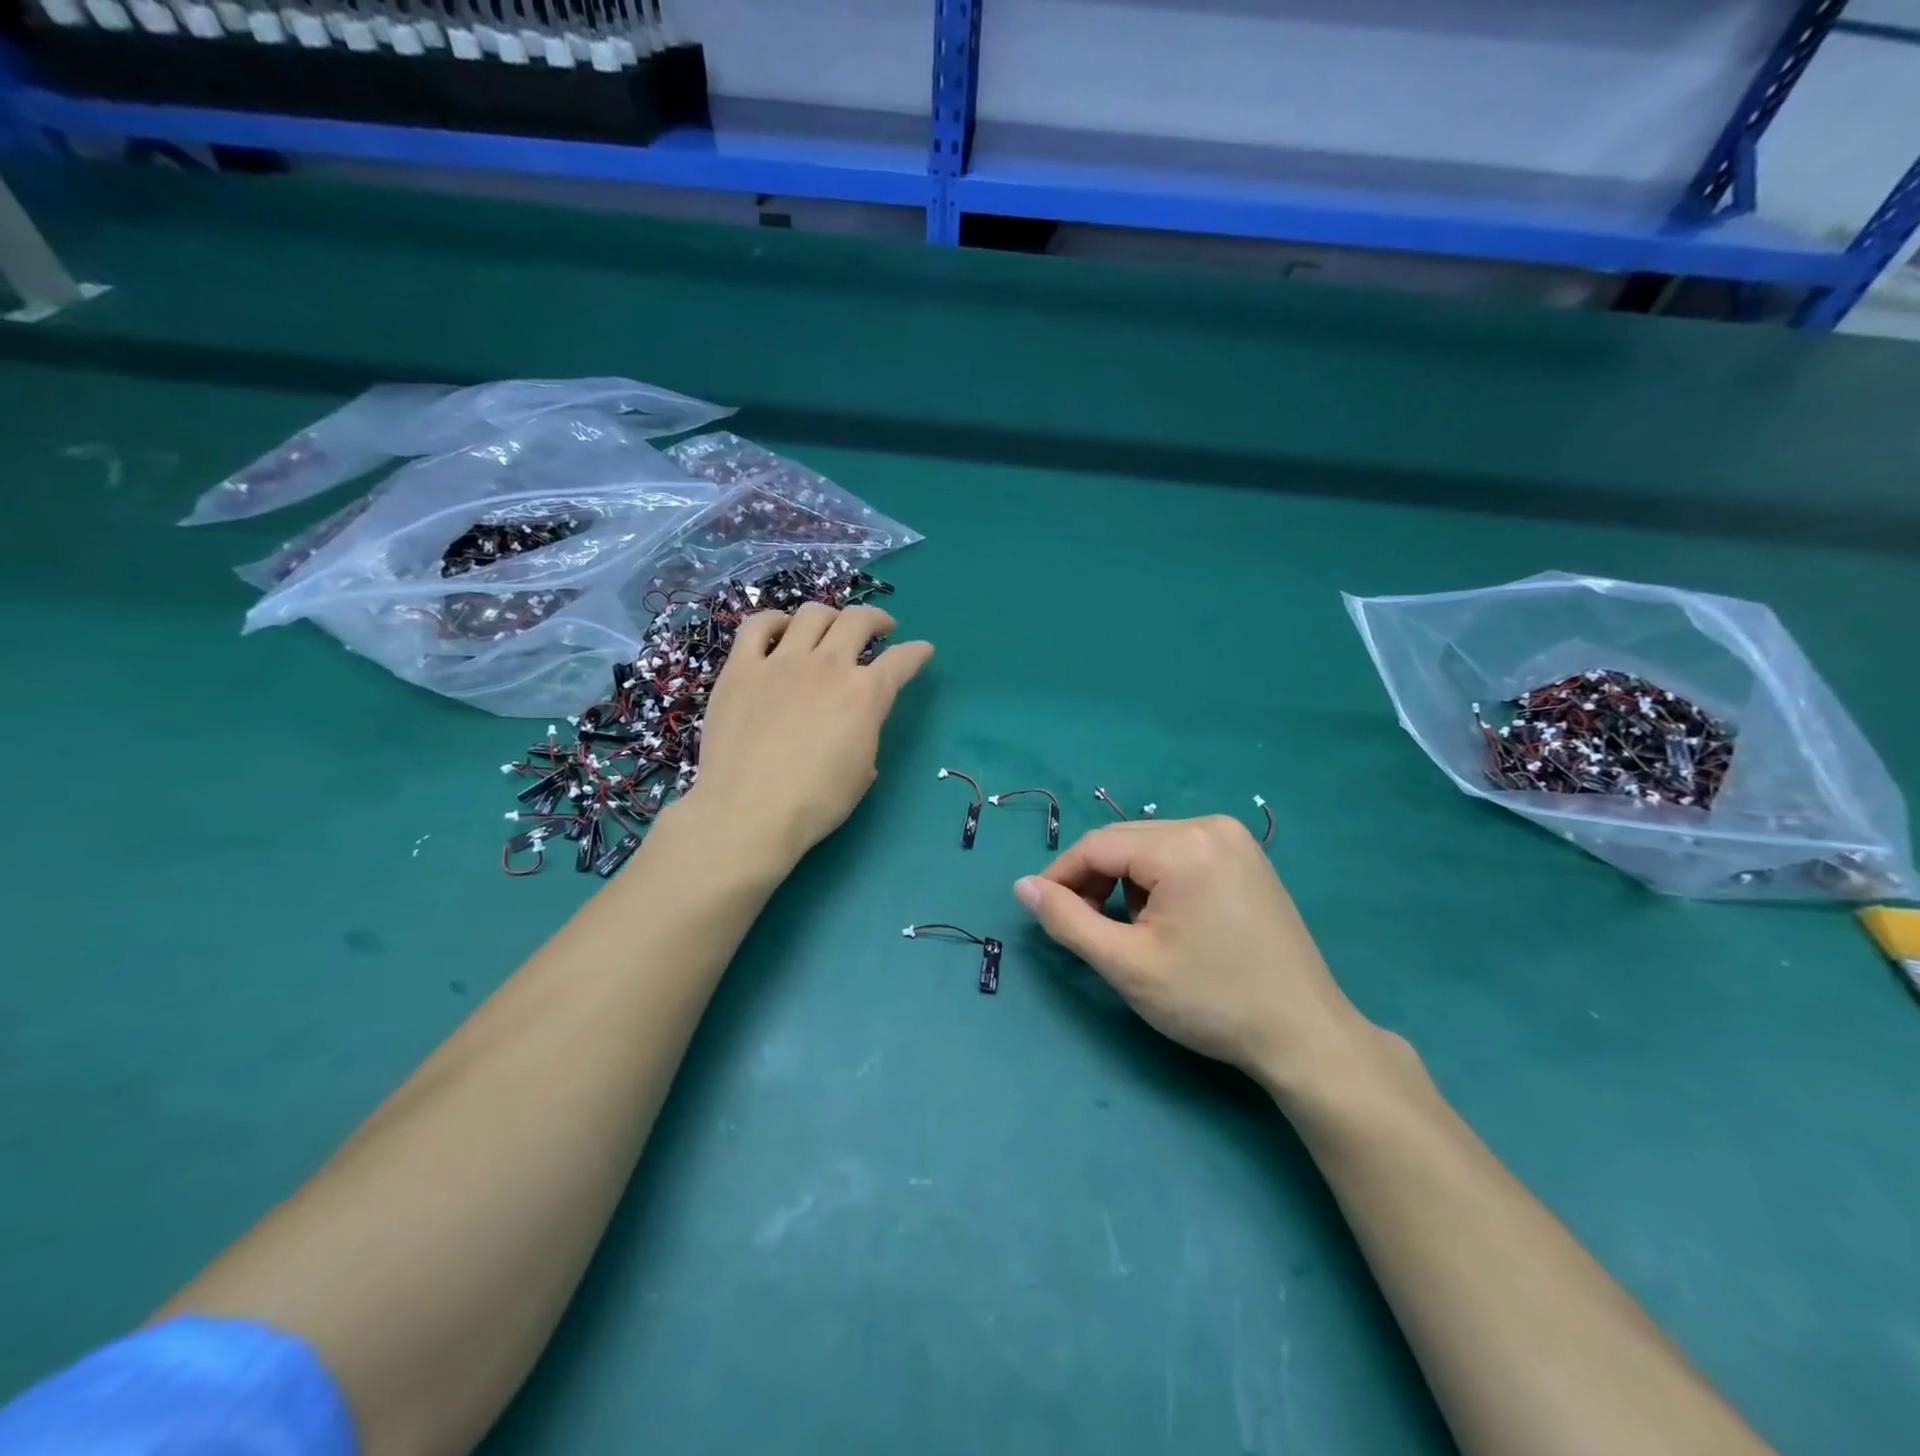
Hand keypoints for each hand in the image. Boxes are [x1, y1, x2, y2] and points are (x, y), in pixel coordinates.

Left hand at [688, 603, 932, 865]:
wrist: (749, 813)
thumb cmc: (815, 803)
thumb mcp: (862, 772)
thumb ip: (866, 735)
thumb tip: (856, 726)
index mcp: (865, 694)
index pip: (901, 660)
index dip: (917, 653)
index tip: (922, 650)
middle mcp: (828, 666)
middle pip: (858, 621)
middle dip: (876, 620)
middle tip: (880, 629)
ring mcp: (781, 662)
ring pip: (812, 614)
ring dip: (829, 616)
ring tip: (829, 627)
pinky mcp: (741, 669)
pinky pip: (757, 627)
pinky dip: (774, 621)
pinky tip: (780, 630)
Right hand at [1014, 816, 1387, 1096]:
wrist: (1304, 1035)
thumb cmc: (1211, 1001)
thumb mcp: (1127, 965)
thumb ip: (1067, 920)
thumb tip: (1021, 887)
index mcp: (1183, 845)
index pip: (1097, 846)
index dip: (1060, 876)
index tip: (1042, 911)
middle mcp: (1210, 826)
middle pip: (1124, 841)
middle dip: (1093, 879)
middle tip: (1082, 926)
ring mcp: (1235, 840)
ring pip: (1150, 847)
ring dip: (1125, 881)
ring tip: (1130, 931)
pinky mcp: (1248, 858)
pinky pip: (1180, 854)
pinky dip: (1157, 880)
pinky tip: (1166, 920)